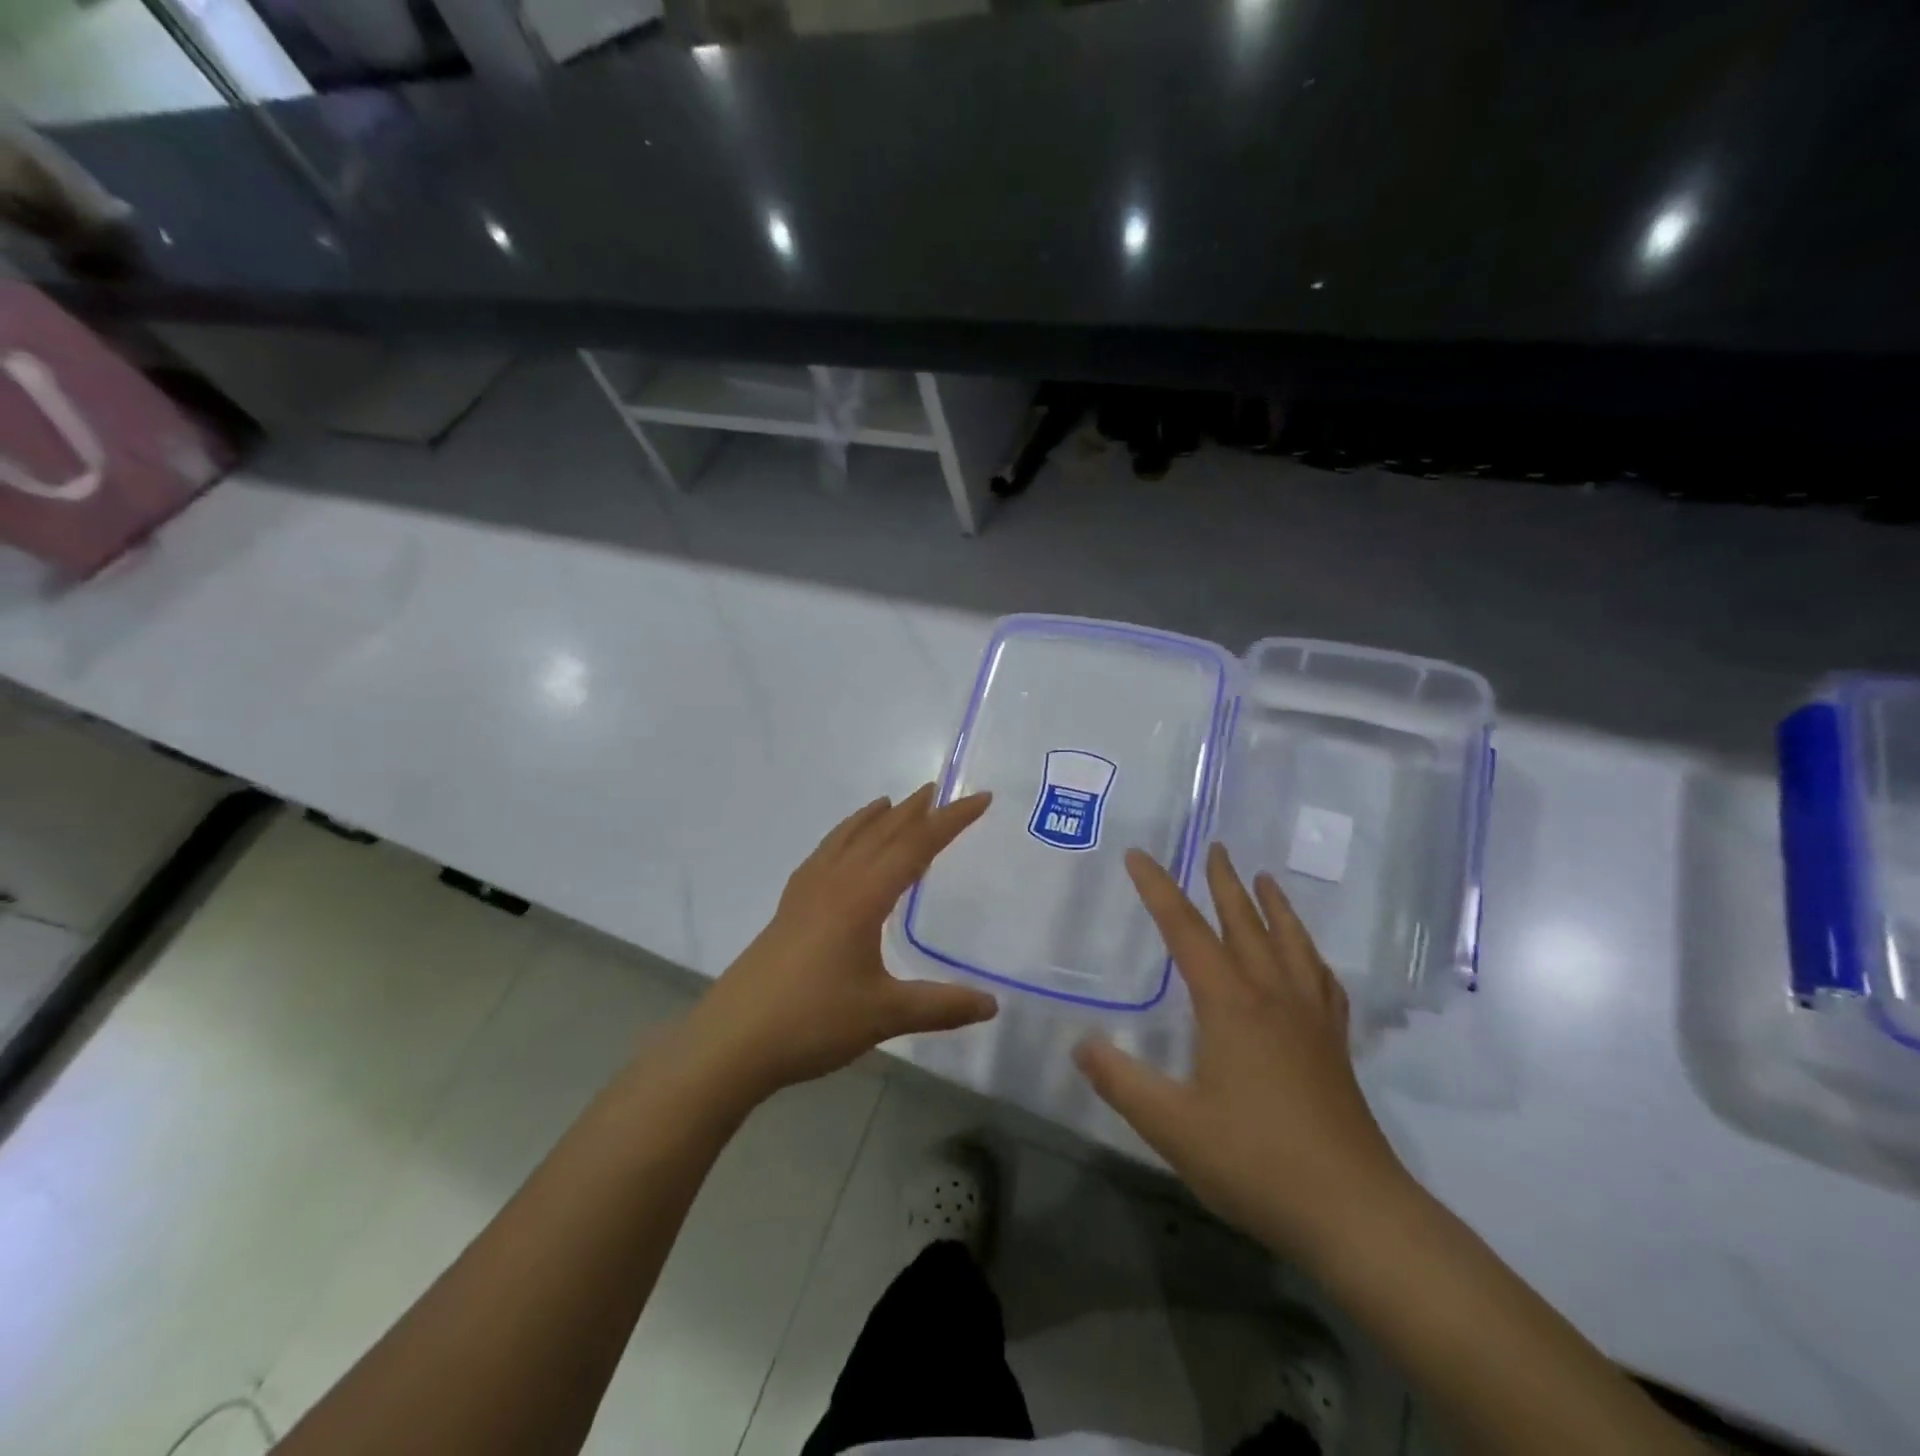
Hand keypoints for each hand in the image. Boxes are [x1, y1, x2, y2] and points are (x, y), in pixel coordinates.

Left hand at [684, 786, 998, 1100]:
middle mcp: (835, 883)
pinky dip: (842, 839)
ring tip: (890, 804)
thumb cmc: (812, 1021)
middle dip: (913, 810)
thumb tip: (992, 1005)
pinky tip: (840, 851)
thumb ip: (940, 1006)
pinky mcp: (788, 909)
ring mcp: (806, 893)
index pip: (916, 846)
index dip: (951, 821)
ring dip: (873, 819)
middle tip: (938, 789)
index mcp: (863, 897)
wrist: (732, 1041)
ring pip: (846, 840)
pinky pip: (823, 856)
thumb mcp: (885, 1015)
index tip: (981, 798)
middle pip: (881, 833)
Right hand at [1075, 843, 1411, 1259]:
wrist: (1355, 1214)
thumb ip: (1120, 1080)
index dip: (1158, 889)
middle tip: (1215, 847)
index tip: (1138, 855)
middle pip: (1245, 923)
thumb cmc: (1256, 1163)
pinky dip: (1311, 954)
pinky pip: (1323, 981)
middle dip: (1224, 883)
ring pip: (1291, 944)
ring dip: (1274, 906)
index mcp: (1230, 1003)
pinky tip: (1310, 958)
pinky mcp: (1334, 1046)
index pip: (1185, 930)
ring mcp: (1311, 1019)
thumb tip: (1080, 1044)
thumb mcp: (1171, 1126)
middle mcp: (1273, 996)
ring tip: (1265, 879)